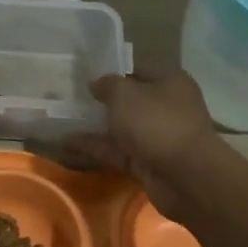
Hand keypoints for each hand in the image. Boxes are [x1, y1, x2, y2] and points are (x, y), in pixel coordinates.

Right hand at [63, 70, 222, 222]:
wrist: (185, 176)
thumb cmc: (156, 122)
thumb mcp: (125, 94)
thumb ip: (107, 85)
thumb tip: (97, 83)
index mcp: (169, 82)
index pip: (136, 70)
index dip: (111, 72)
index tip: (84, 75)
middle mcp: (166, 107)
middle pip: (129, 101)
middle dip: (102, 101)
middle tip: (70, 98)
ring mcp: (157, 137)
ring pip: (122, 129)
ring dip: (95, 126)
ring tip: (62, 120)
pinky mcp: (147, 163)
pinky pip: (117, 151)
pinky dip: (95, 147)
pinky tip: (67, 143)